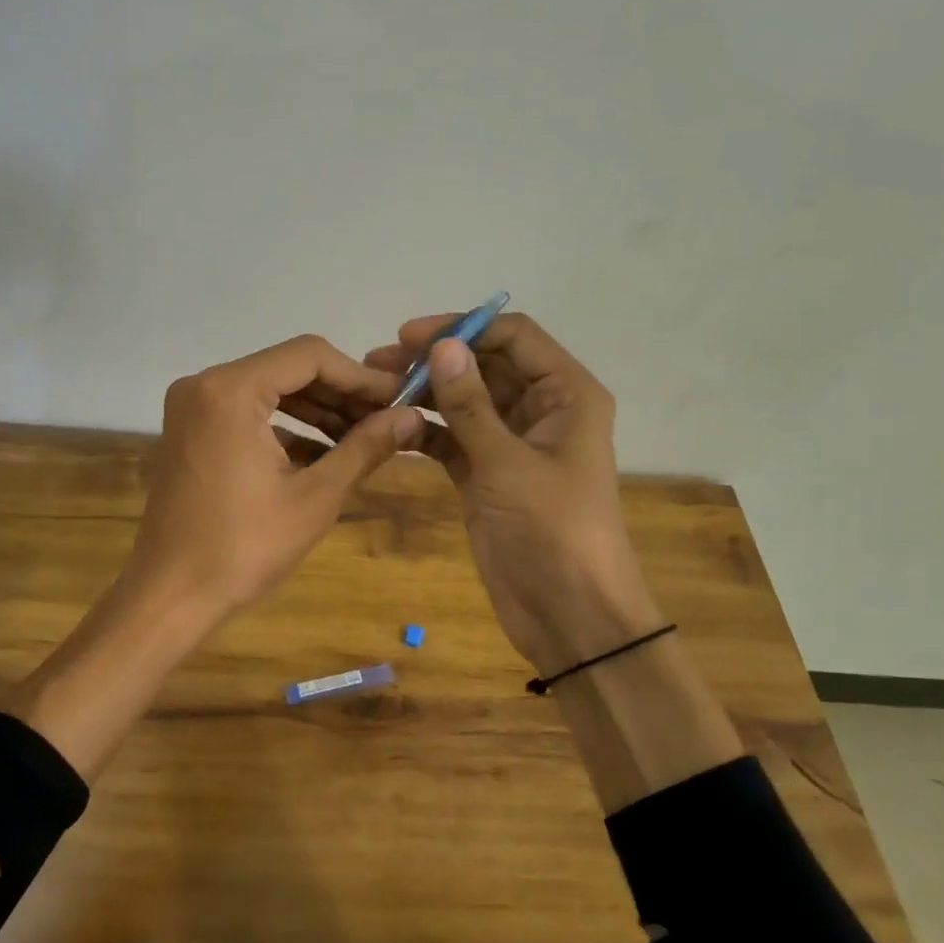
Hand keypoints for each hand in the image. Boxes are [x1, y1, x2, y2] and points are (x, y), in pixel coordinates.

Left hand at [125, 334, 422, 627]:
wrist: (172, 597)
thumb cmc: (244, 548)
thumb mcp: (316, 497)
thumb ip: (365, 447)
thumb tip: (412, 416)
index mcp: (230, 390)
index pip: (309, 356)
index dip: (360, 376)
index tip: (400, 397)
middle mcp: (205, 385)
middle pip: (288, 369)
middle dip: (341, 394)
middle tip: (389, 418)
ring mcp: (193, 408)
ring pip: (271, 392)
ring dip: (318, 411)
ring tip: (366, 437)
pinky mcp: (192, 432)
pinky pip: (249, 414)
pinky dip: (288, 428)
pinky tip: (327, 454)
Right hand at [366, 314, 660, 674]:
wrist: (570, 614)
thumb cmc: (552, 530)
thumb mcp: (508, 463)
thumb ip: (470, 404)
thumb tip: (440, 345)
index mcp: (566, 394)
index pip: (513, 337)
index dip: (462, 328)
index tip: (409, 336)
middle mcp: (541, 409)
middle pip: (484, 365)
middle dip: (435, 360)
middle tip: (376, 362)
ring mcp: (510, 443)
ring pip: (464, 401)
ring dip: (424, 392)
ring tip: (374, 387)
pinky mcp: (486, 474)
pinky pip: (452, 437)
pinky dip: (424, 429)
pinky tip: (389, 425)